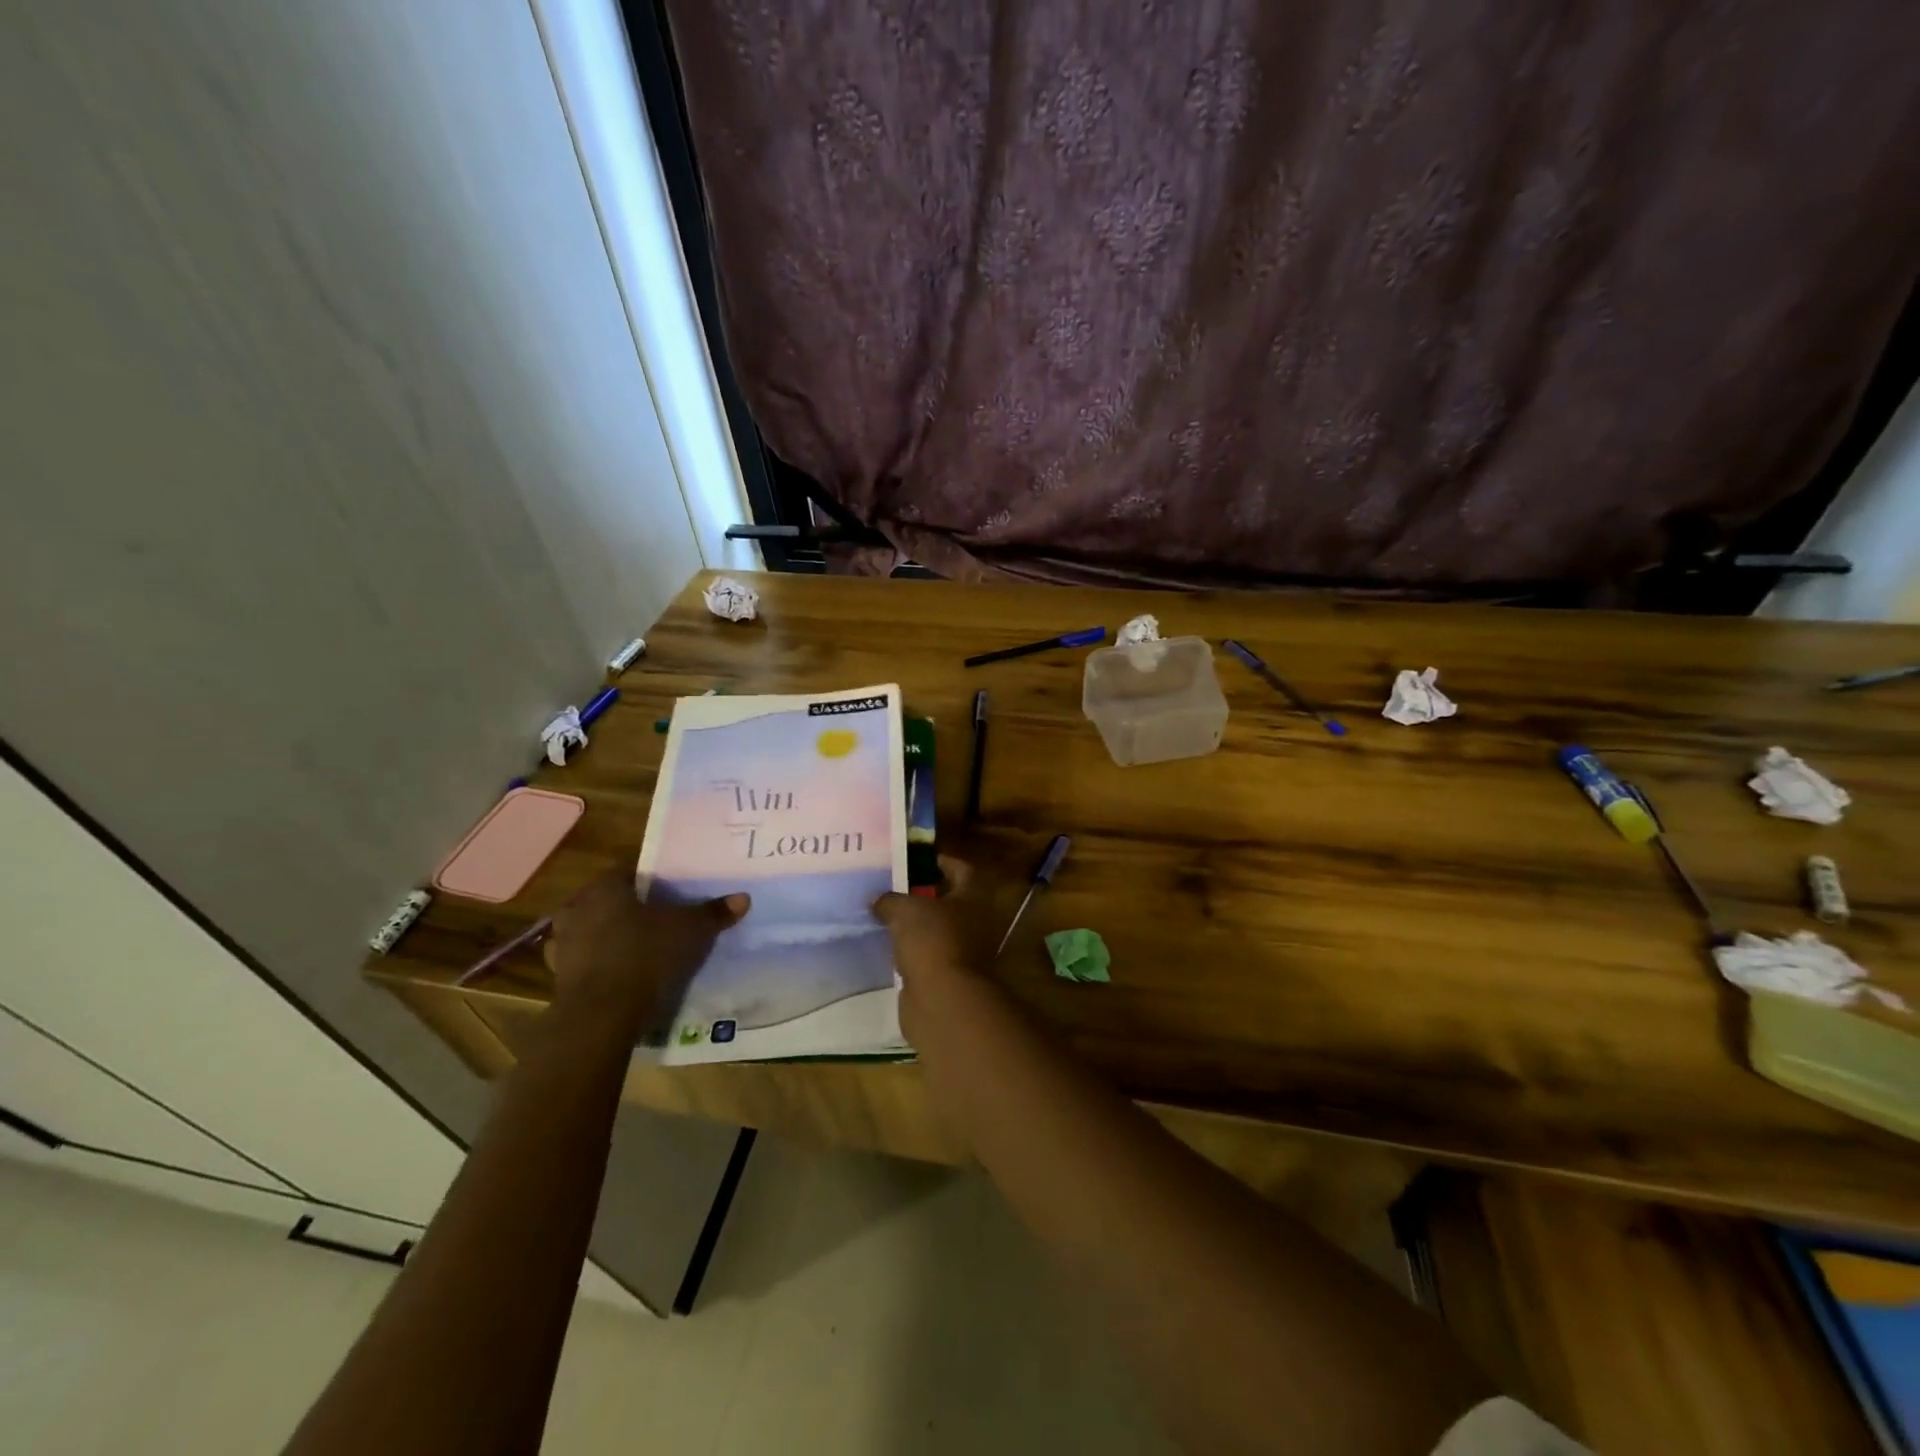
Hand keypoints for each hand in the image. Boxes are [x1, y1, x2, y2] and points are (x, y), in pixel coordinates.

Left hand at [544, 868, 747, 1032]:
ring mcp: (562, 944)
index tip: (667, 889)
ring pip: (588, 931)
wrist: (602, 1014)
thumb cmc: (645, 955)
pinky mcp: (559, 977)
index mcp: (605, 887)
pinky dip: (597, 965)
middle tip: (654, 917)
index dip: (648, 879)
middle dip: (626, 907)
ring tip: (634, 945)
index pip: (626, 871)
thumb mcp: (690, 930)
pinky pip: (583, 962)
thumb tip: (743, 897)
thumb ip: (713, 912)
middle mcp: (577, 909)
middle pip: (604, 900)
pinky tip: (619, 974)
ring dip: (606, 936)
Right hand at [871, 857, 996, 986]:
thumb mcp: (905, 910)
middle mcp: (975, 922)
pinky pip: (925, 956)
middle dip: (922, 894)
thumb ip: (890, 900)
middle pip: (948, 900)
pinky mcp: (946, 976)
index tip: (913, 860)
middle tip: (891, 887)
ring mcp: (963, 951)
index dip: (940, 862)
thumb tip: (877, 899)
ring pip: (935, 930)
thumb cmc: (932, 941)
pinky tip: (885, 945)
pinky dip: (910, 951)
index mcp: (973, 897)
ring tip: (883, 915)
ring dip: (914, 925)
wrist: (943, 1000)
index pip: (961, 869)